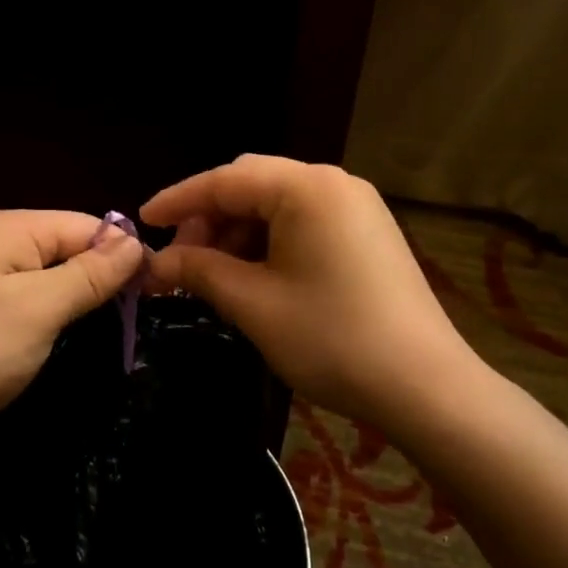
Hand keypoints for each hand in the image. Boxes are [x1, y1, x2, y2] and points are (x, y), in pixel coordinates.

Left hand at [0, 209, 143, 450]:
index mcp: (13, 228)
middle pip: (70, 249)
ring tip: (112, 334)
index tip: (154, 293)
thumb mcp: (39, 308)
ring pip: (53, 279)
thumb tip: (135, 241)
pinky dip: (55, 319)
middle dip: (102, 280)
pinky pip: (32, 303)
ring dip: (80, 303)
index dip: (122, 255)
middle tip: (136, 319)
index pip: (87, 226)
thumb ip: (90, 273)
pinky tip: (70, 341)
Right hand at [142, 156, 482, 426]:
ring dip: (239, 232)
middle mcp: (333, 183)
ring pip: (278, 204)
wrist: (426, 387)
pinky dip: (270, 241)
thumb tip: (154, 263)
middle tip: (180, 257)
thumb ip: (199, 270)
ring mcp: (356, 206)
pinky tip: (255, 275)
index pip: (225, 180)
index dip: (178, 201)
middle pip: (252, 184)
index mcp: (305, 187)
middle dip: (209, 217)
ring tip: (215, 274)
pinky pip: (304, 221)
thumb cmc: (331, 338)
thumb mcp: (253, 303)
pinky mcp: (368, 232)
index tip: (142, 221)